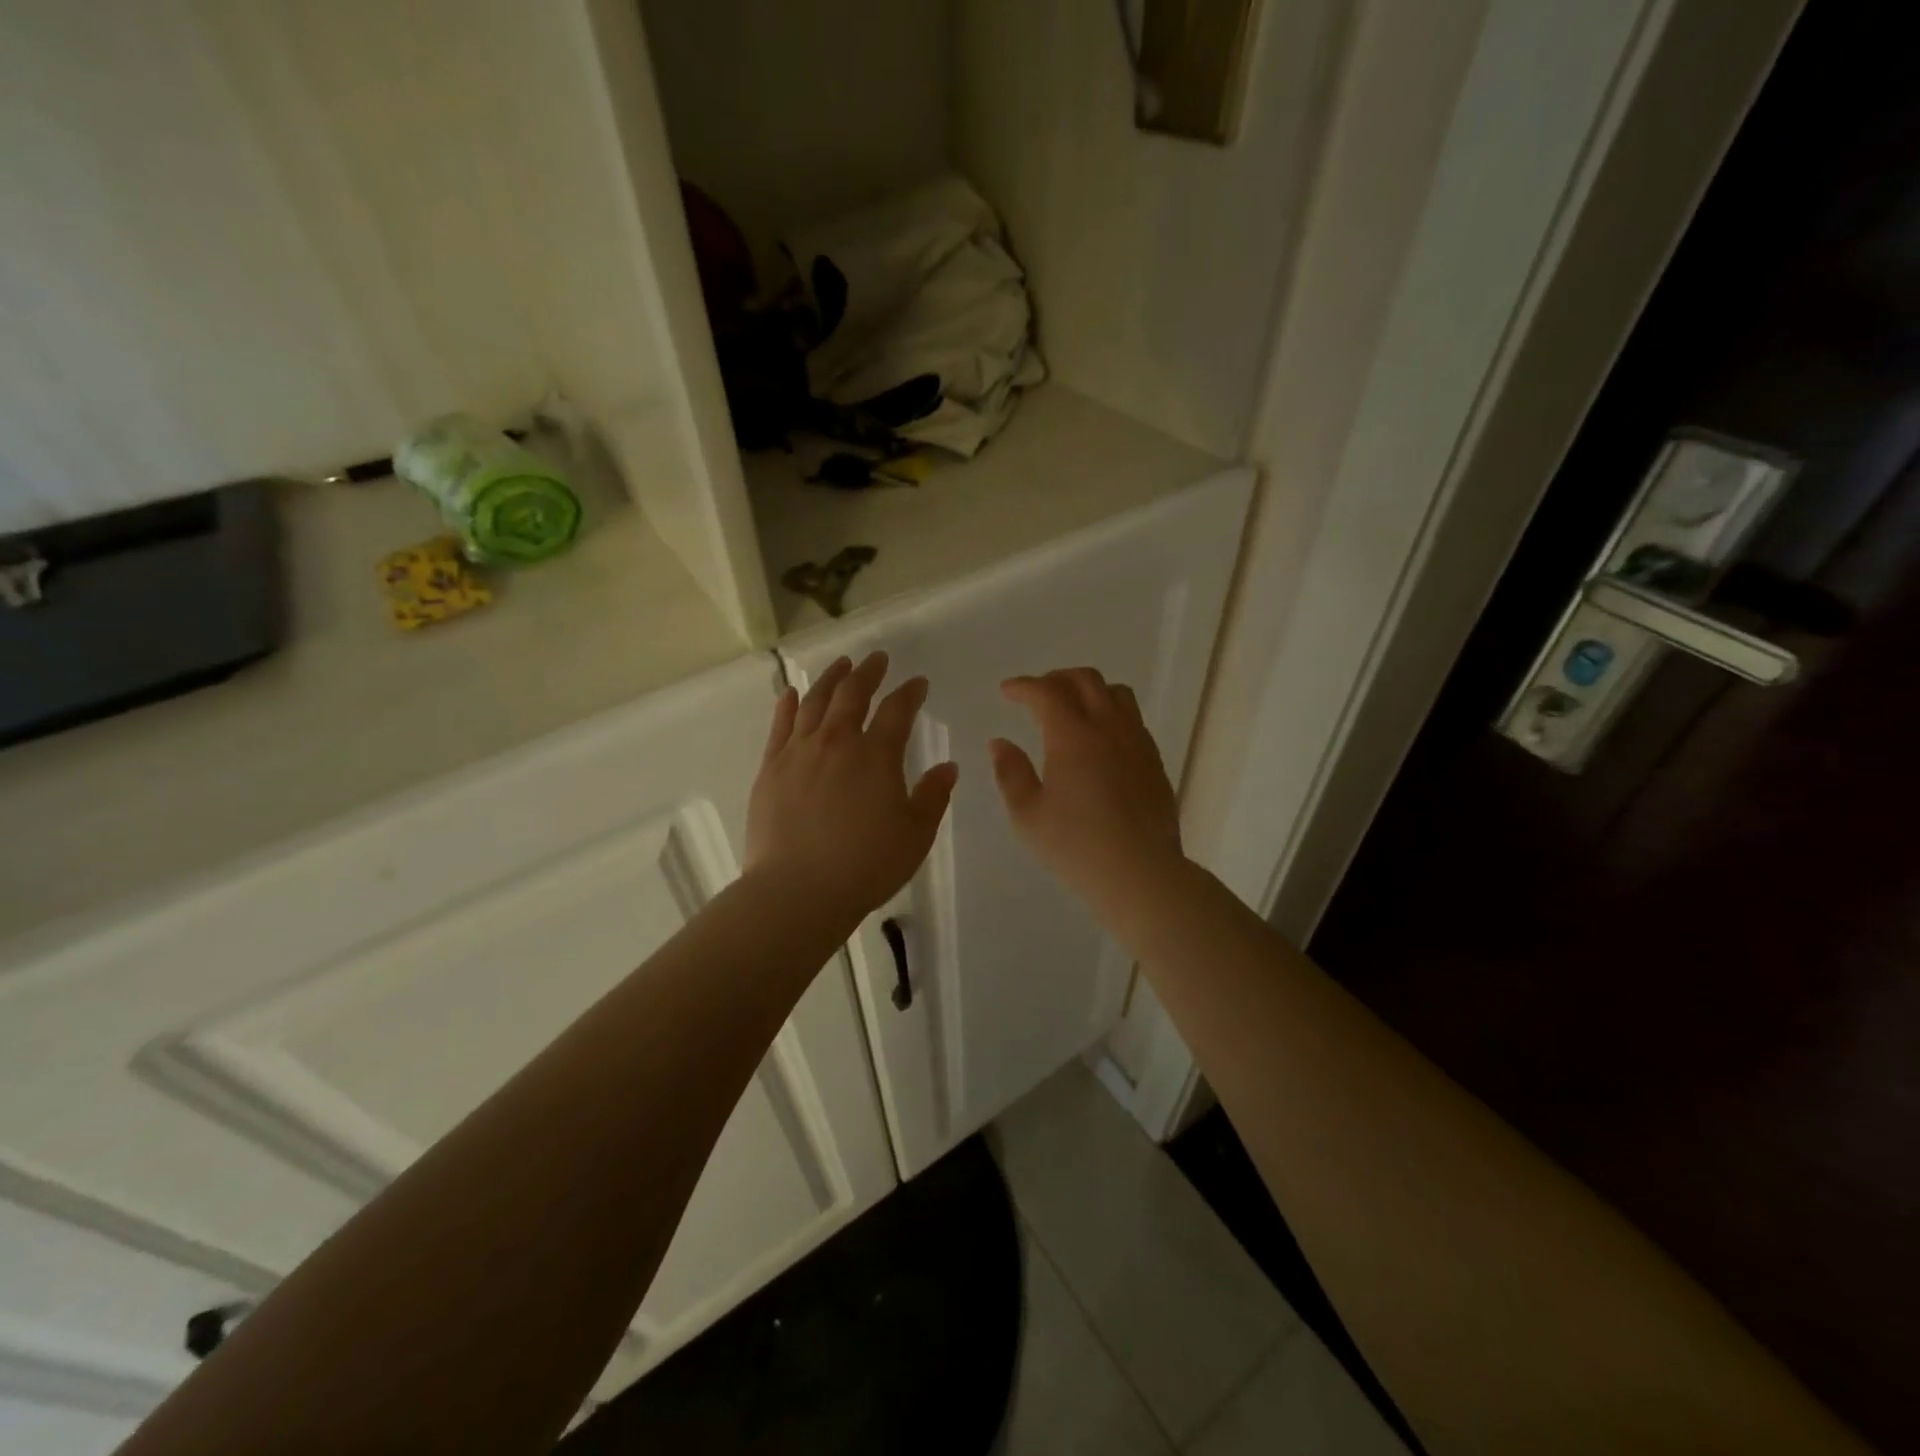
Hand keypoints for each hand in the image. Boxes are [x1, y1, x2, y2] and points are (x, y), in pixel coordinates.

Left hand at [746, 652, 958, 922]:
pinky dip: (787, 704)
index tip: (918, 683)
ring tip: (840, 664)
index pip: (898, 710)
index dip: (910, 693)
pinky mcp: (771, 768)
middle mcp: (837, 742)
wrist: (797, 891)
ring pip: (814, 702)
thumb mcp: (915, 835)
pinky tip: (791, 693)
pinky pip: (779, 725)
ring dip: (830, 679)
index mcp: (876, 756)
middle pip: (853, 694)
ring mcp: (798, 752)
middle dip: (869, 672)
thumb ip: (933, 796)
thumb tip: (948, 767)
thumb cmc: (865, 865)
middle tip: (877, 659)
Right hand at [989, 668, 1185, 914]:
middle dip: (1057, 679)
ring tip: (1072, 708)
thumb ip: (1011, 773)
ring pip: (1117, 693)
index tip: (1007, 691)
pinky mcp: (1154, 761)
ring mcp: (1137, 742)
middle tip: (1037, 694)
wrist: (1140, 872)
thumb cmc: (1076, 846)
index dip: (1024, 686)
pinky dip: (1111, 713)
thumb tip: (1000, 743)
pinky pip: (1133, 719)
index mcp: (1073, 736)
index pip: (1046, 692)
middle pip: (1086, 680)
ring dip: (1090, 690)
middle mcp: (1108, 728)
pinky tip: (1101, 739)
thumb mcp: (1028, 815)